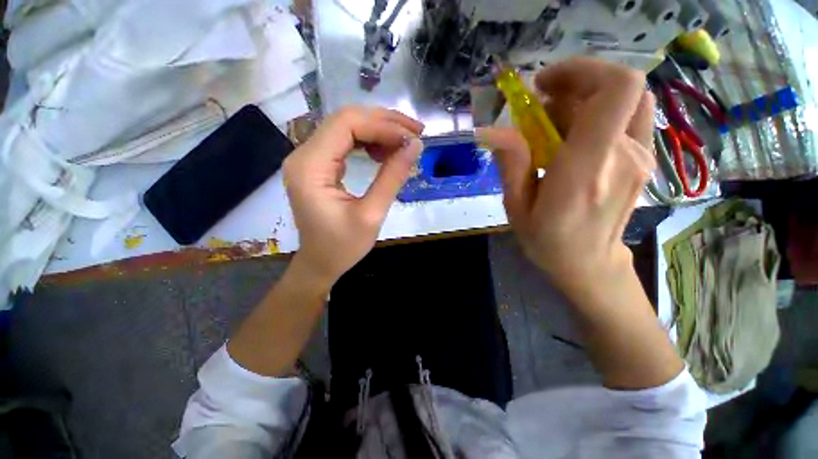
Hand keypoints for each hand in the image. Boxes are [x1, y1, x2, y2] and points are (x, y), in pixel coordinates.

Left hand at [283, 106, 423, 288]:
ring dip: (379, 131)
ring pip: (347, 127)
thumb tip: (415, 146)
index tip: (413, 139)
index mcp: (310, 167)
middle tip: (415, 134)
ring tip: (404, 145)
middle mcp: (303, 154)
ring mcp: (309, 158)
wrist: (320, 262)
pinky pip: (345, 141)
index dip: (383, 126)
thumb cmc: (343, 247)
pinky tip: (385, 153)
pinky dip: (369, 142)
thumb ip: (392, 177)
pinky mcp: (318, 164)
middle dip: (384, 123)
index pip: (347, 124)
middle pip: (346, 120)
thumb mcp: (372, 215)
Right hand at [478, 58, 655, 300]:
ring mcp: (640, 157)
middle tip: (537, 114)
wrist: (590, 264)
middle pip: (611, 90)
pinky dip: (598, 113)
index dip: (582, 70)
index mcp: (587, 170)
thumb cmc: (547, 241)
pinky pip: (627, 117)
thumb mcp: (516, 208)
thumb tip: (495, 131)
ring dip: (584, 100)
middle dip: (569, 90)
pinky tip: (573, 137)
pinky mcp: (642, 160)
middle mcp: (623, 156)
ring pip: (622, 100)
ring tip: (553, 125)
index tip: (544, 85)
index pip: (615, 89)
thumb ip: (511, 164)